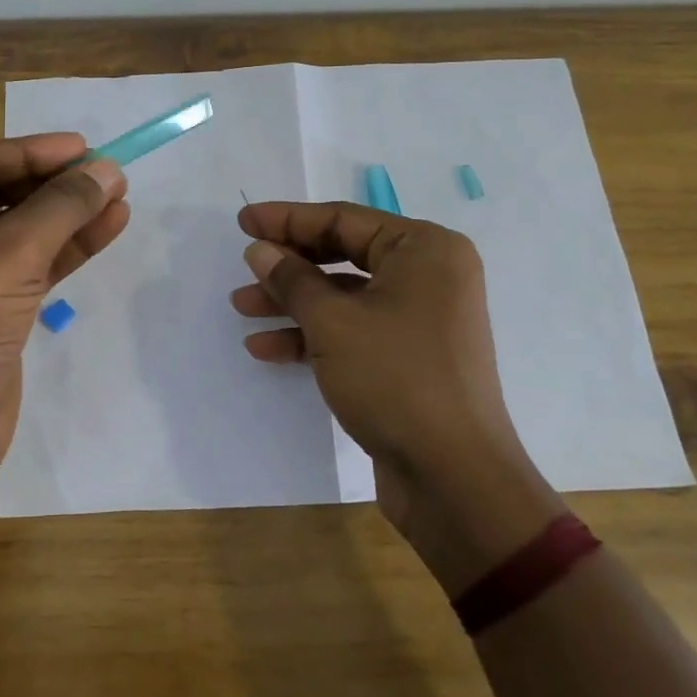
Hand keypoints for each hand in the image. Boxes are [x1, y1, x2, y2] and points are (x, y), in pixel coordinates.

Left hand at [0, 135, 127, 485]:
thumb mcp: (12, 249)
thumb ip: (63, 204)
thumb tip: (108, 169)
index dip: (32, 152)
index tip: (84, 147)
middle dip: (55, 184)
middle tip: (107, 173)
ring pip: (19, 230)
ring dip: (68, 214)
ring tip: (120, 195)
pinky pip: (28, 263)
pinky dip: (66, 247)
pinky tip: (109, 227)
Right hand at [230, 202, 563, 586]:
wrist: (453, 477)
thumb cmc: (396, 378)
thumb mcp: (333, 322)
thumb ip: (292, 279)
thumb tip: (260, 250)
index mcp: (425, 250)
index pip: (344, 219)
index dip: (288, 219)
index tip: (243, 221)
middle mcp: (428, 276)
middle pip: (343, 255)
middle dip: (289, 264)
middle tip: (244, 266)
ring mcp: (420, 319)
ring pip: (344, 296)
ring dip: (293, 302)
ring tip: (243, 307)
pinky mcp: (408, 358)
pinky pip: (353, 330)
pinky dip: (313, 335)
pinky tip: (267, 348)